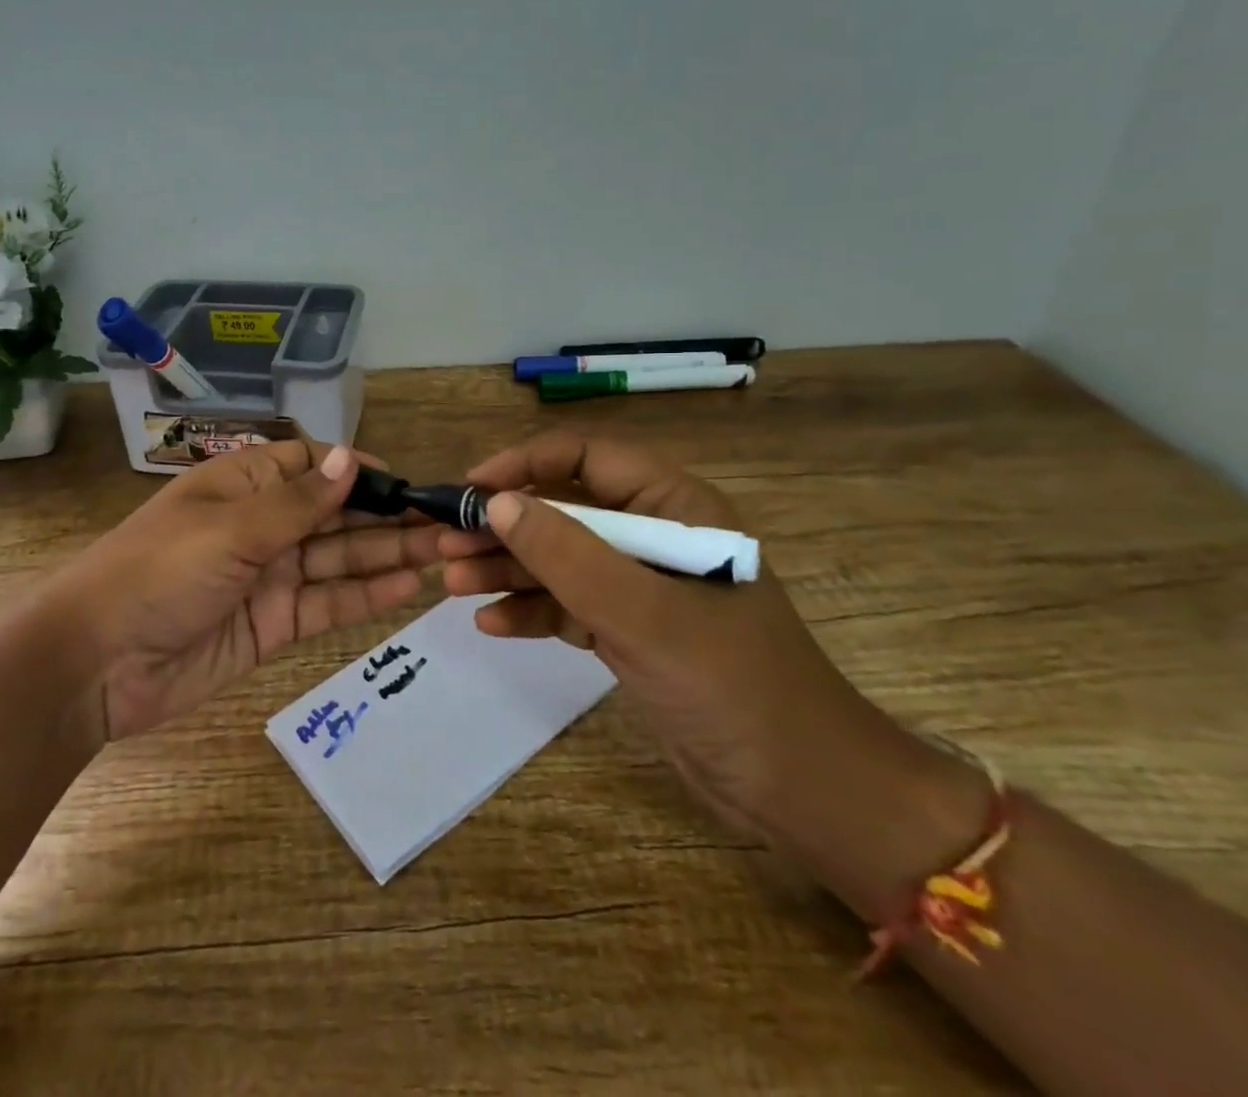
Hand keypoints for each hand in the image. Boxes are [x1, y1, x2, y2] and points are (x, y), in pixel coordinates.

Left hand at [50, 441, 444, 741]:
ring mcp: (267, 576)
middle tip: (442, 523)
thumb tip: (350, 457)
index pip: (308, 464)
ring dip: (385, 555)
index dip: (352, 469)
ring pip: (337, 559)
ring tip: (440, 552)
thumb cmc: (160, 572)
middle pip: (332, 514)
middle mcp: (259, 525)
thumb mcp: (231, 528)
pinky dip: (364, 596)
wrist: (96, 664)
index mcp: (242, 485)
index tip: (401, 482)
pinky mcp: (272, 624)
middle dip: (383, 516)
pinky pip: (326, 603)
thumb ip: (299, 502)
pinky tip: (406, 587)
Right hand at [437, 431, 904, 845]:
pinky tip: (492, 624)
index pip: (587, 457)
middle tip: (447, 545)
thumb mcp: (642, 613)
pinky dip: (533, 611)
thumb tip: (497, 503)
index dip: (525, 464)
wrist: (801, 790)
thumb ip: (567, 554)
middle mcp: (655, 535)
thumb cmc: (731, 684)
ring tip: (453, 584)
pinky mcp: (632, 629)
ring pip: (561, 559)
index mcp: (674, 506)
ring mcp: (642, 585)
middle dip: (505, 527)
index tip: (472, 489)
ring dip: (509, 569)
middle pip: (565, 510)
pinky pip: (570, 605)